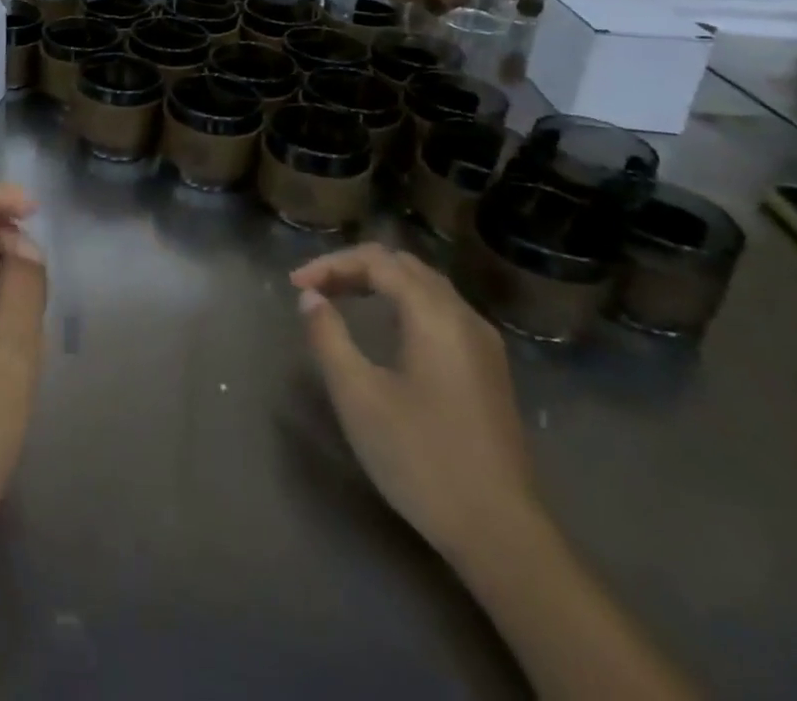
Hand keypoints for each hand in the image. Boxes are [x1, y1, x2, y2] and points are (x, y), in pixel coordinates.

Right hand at [293, 243, 540, 562]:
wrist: (502, 535)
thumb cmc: (421, 458)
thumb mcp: (357, 395)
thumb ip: (328, 336)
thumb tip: (311, 298)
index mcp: (435, 315)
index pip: (377, 261)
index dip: (330, 264)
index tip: (295, 286)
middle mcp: (464, 318)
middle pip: (404, 266)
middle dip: (354, 267)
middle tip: (315, 289)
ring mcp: (483, 345)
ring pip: (425, 287)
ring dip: (379, 283)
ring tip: (340, 299)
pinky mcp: (488, 371)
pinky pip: (440, 312)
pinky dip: (402, 303)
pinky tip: (384, 328)